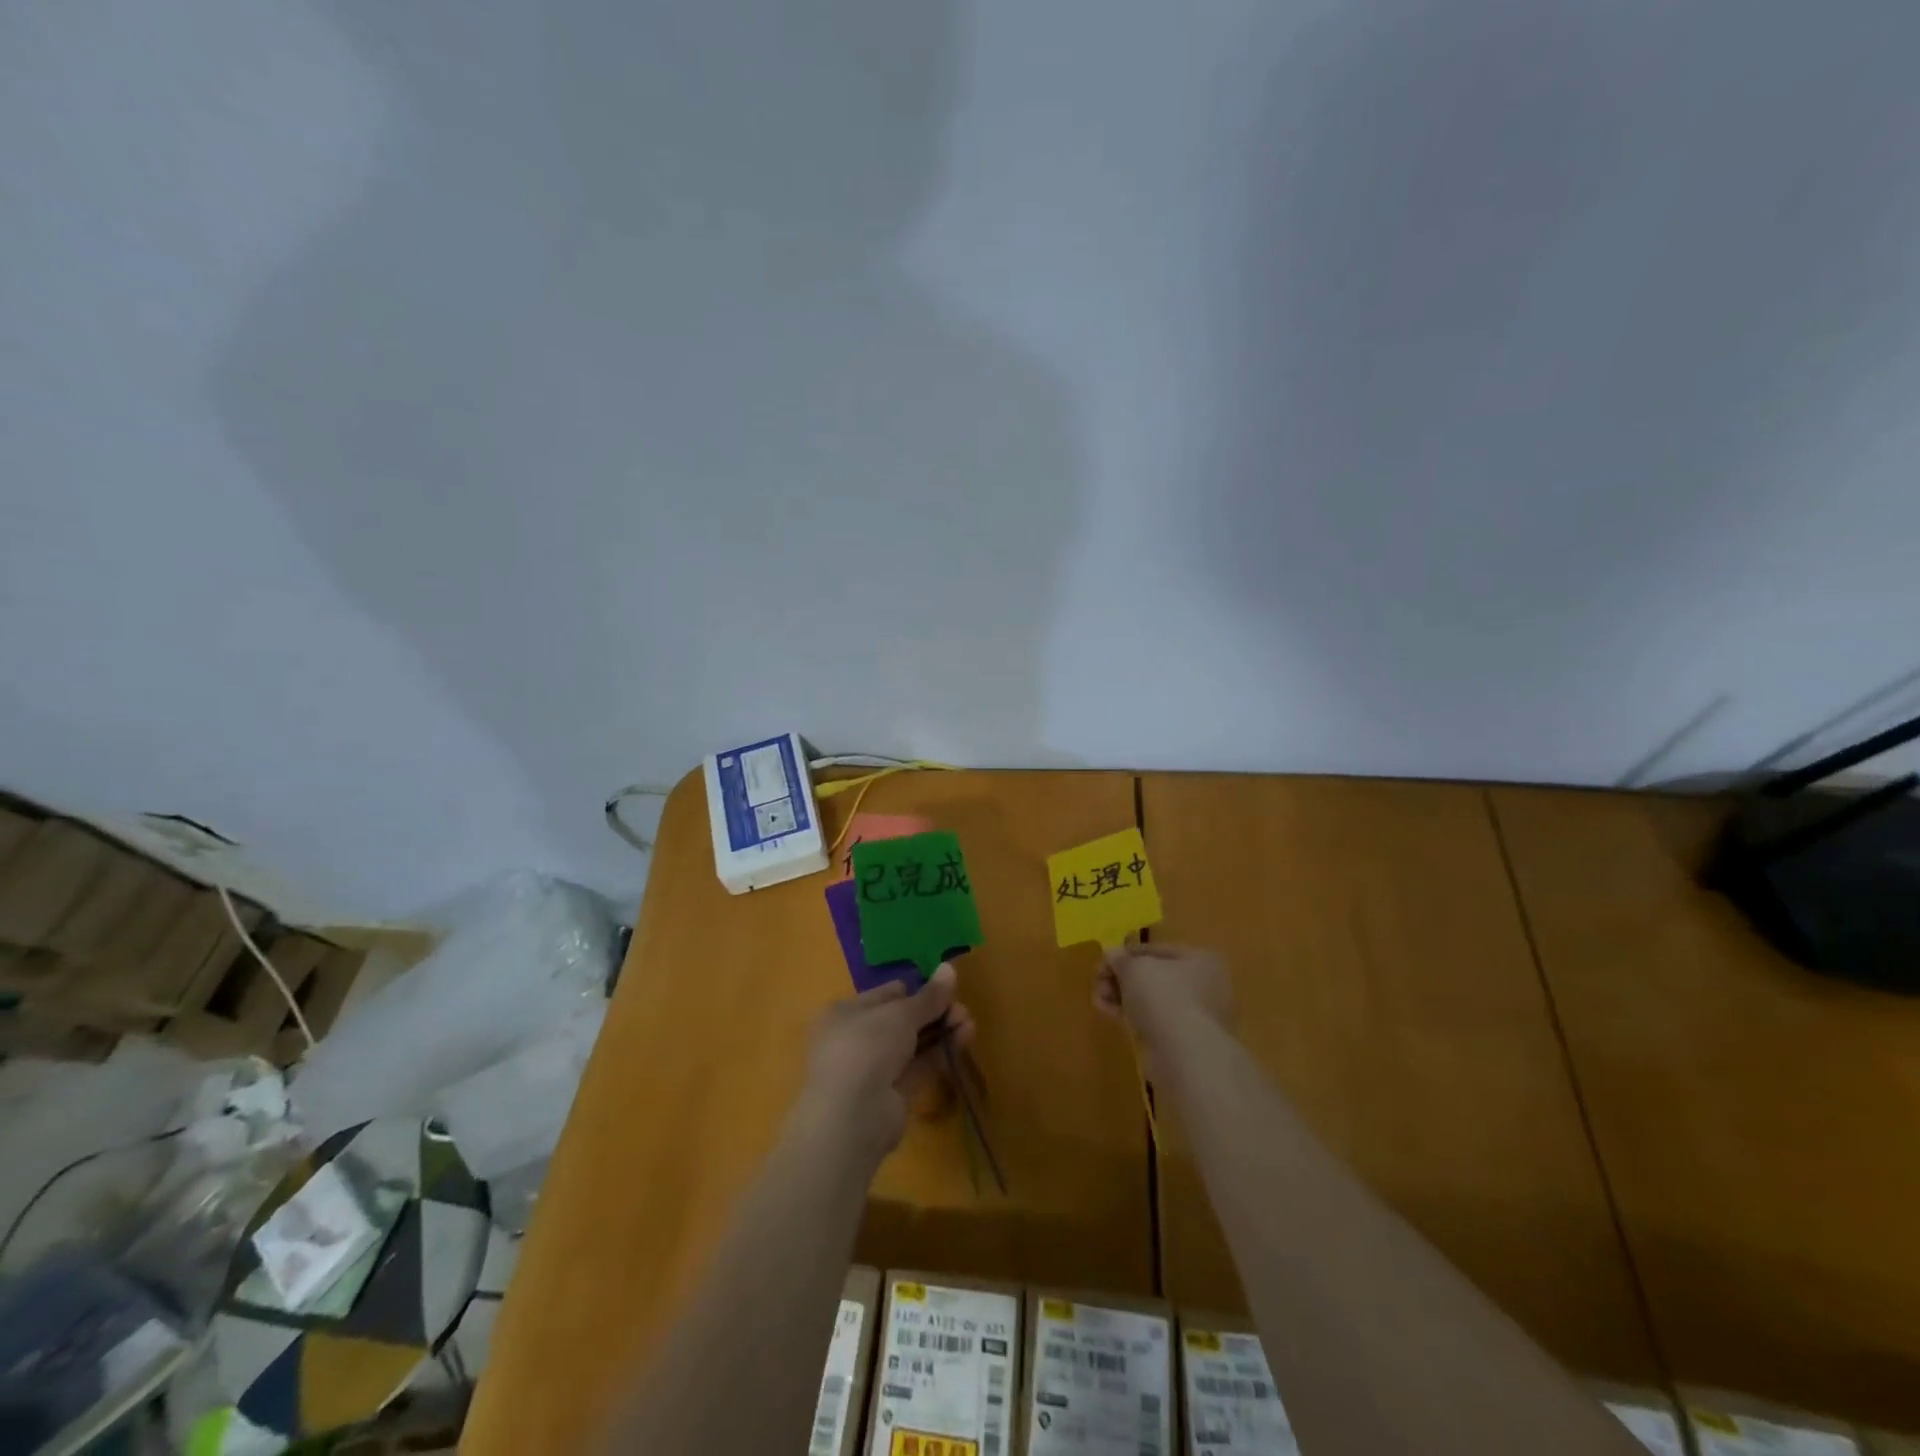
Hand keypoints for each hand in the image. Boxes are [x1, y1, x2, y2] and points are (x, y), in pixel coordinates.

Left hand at [796, 965, 975, 1158]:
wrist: (852, 1116)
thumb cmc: (867, 1046)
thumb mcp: (900, 1013)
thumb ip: (928, 996)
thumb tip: (949, 967)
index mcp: (848, 1012)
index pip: (887, 994)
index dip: (916, 990)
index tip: (944, 988)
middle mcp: (858, 1038)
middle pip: (903, 1019)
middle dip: (934, 1012)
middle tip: (962, 1009)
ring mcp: (876, 1069)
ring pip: (915, 1044)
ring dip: (942, 1031)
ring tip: (969, 1022)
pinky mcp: (894, 1095)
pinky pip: (920, 1067)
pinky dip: (941, 1053)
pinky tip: (964, 1039)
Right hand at [1094, 944, 1232, 1075]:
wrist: (1183, 1055)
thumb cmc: (1163, 997)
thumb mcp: (1134, 968)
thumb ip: (1119, 958)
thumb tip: (1111, 955)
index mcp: (1199, 960)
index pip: (1155, 950)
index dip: (1126, 953)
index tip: (1103, 961)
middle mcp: (1203, 985)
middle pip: (1152, 976)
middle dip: (1121, 978)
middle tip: (1098, 982)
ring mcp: (1194, 1016)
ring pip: (1150, 1000)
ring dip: (1122, 996)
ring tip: (1098, 998)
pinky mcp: (1182, 1041)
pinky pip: (1151, 1021)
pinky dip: (1129, 1015)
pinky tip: (1107, 1012)